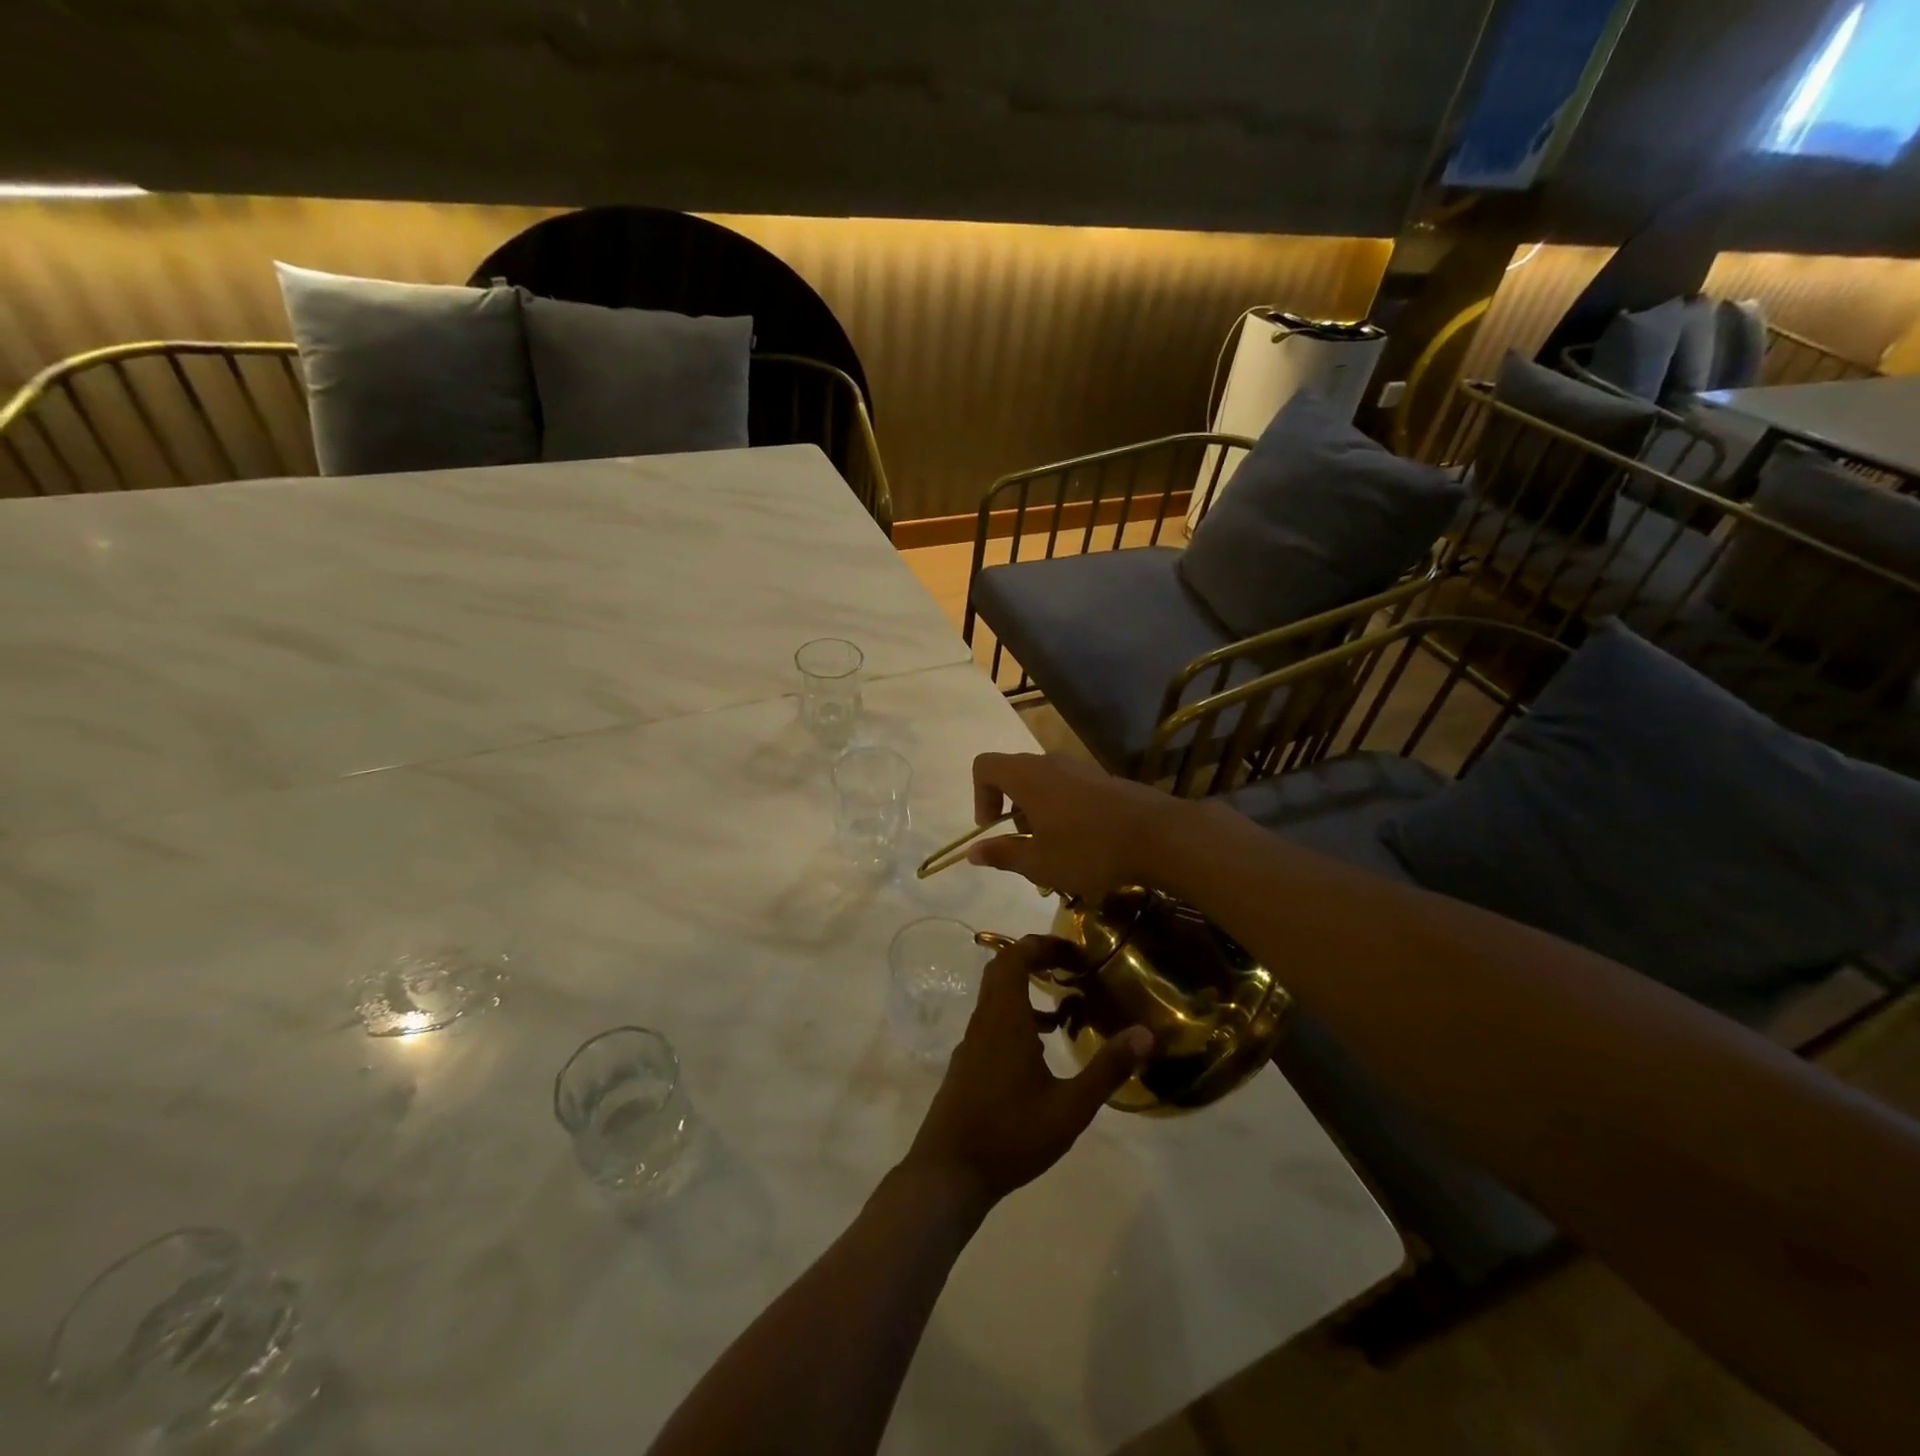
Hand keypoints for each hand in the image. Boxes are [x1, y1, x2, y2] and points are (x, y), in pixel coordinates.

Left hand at [903, 935, 1151, 1207]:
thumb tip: (1145, 1033)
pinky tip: (1044, 1049)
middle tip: (1073, 968)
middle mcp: (984, 1021)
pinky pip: (994, 1022)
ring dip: (1028, 990)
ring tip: (1068, 1007)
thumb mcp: (1070, 1108)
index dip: (1043, 944)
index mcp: (1004, 1019)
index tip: (1075, 950)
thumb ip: (1107, 1069)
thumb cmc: (1011, 1136)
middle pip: (1003, 970)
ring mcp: (972, 1042)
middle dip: (1037, 960)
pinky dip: (1019, 1017)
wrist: (949, 1173)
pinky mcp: (968, 1063)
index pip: (1015, 957)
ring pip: (997, 998)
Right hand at [967, 752, 1187, 900]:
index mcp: (1027, 776)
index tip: (993, 829)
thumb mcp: (1039, 862)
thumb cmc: (1089, 849)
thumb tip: (972, 853)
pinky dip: (1064, 812)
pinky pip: (1070, 789)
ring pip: (1044, 784)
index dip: (979, 796)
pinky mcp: (1105, 780)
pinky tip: (1085, 845)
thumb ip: (1003, 855)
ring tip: (1056, 852)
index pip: (984, 766)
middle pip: (1015, 775)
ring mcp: (1081, 768)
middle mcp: (1051, 763)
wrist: (1160, 836)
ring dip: (1039, 814)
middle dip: (1012, 811)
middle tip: (1026, 847)